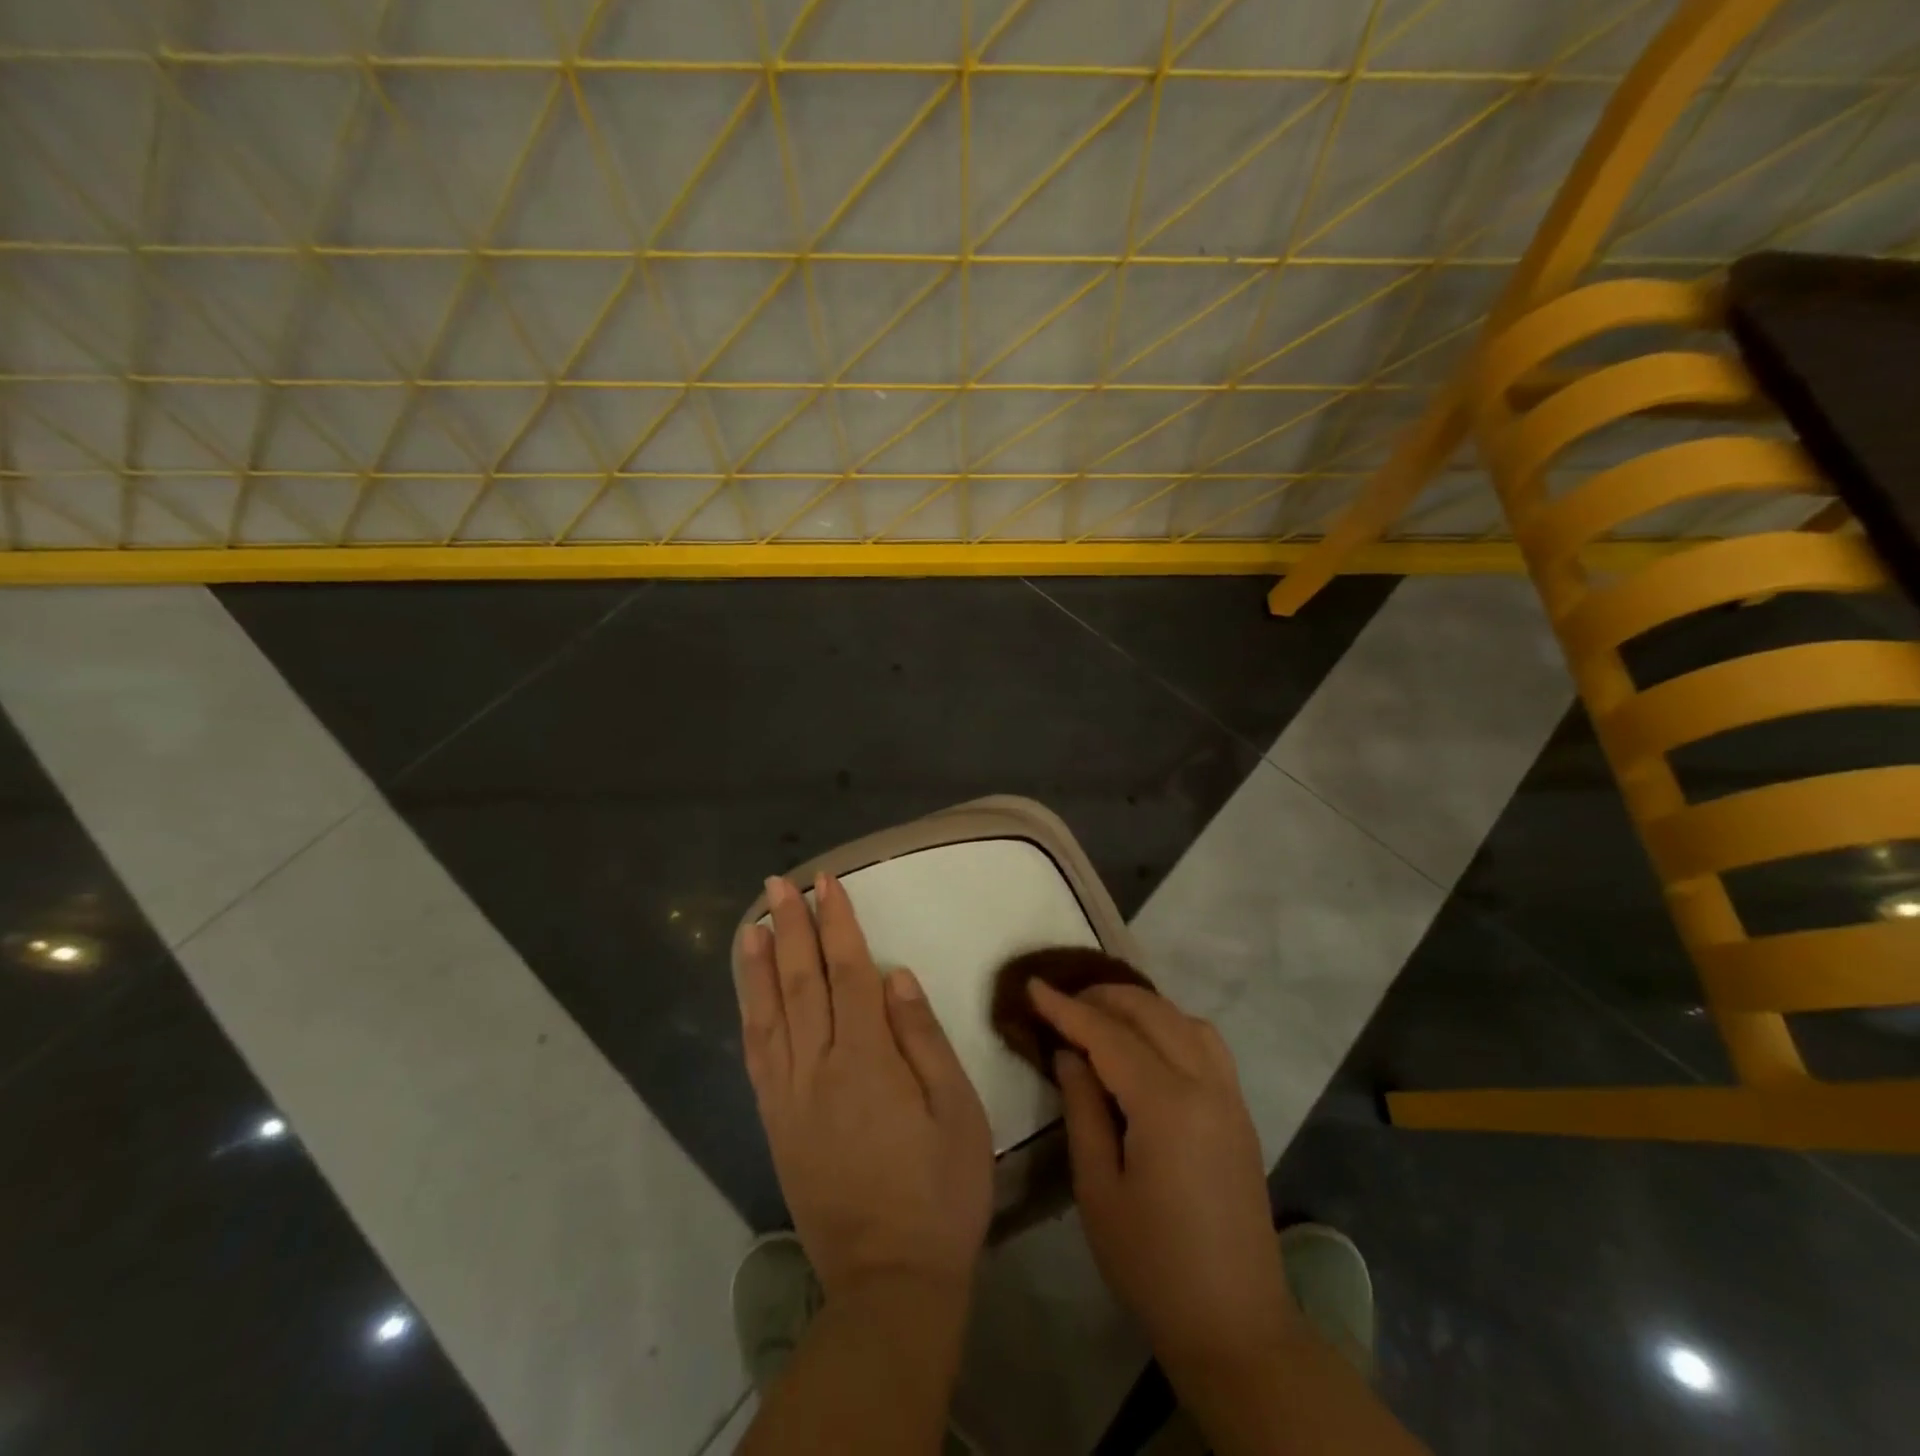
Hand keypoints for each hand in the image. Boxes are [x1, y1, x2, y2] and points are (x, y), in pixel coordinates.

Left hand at [736, 873, 993, 1300]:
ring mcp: (789, 1096)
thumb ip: (922, 1037)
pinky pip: (757, 1055)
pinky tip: (749, 993)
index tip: (827, 883)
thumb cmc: (940, 1191)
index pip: (849, 971)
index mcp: (866, 1059)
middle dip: (791, 927)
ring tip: (753, 923)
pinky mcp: (776, 1123)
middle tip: (780, 884)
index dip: (837, 922)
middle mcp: (818, 1067)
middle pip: (802, 981)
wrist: (888, 1281)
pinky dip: (750, 1014)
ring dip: (759, 963)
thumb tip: (895, 974)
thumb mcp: (956, 1111)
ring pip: (768, 1013)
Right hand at [1028, 979, 1294, 1371]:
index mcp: (1167, 1105)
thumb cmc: (1153, 1265)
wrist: (1236, 1326)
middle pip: (1152, 1013)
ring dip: (1141, 1007)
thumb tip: (1070, 1054)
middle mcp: (1205, 1084)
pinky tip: (1147, 1044)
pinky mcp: (1240, 1111)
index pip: (1109, 1036)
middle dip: (1103, 997)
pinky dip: (1171, 1025)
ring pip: (1184, 1019)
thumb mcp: (1098, 1190)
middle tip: (1062, 1001)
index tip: (1033, 985)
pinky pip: (1206, 1043)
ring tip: (1102, 1016)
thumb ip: (1082, 1110)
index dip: (1067, 1008)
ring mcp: (1230, 1095)